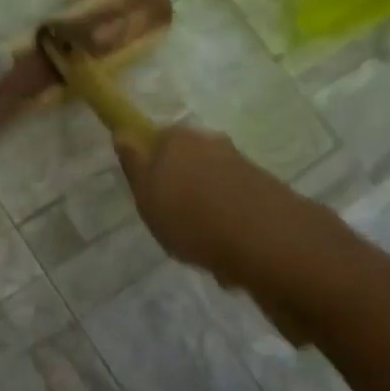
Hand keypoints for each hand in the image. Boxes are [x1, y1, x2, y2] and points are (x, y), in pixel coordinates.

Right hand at [115, 125, 313, 345]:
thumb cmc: (191, 218)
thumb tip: (123, 132)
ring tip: (203, 252)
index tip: (148, 197)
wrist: (266, 241)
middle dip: (181, 194)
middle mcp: (212, 143)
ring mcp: (242, 165)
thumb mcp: (146, 196)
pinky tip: (228, 259)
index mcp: (178, 138)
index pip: (155, 140)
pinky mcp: (266, 191)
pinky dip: (229, 230)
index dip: (149, 167)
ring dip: (207, 216)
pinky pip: (235, 209)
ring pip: (212, 190)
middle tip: (173, 227)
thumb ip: (134, 164)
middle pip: (187, 165)